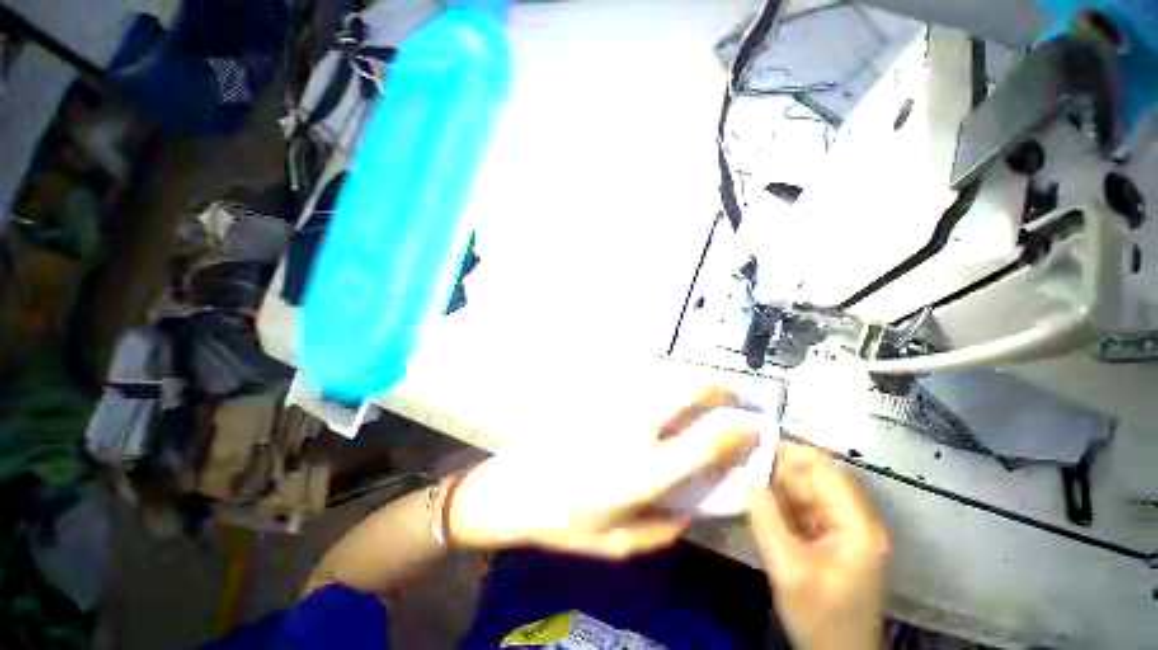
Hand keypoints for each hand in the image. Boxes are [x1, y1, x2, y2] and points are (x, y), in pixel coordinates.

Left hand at [449, 388, 757, 558]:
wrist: (513, 489)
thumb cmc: (563, 524)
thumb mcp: (616, 543)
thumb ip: (660, 529)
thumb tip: (689, 511)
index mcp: (644, 472)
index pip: (703, 443)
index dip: (734, 432)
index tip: (751, 426)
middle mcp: (633, 433)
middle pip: (682, 395)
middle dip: (712, 390)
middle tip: (726, 394)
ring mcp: (611, 411)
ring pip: (657, 385)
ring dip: (683, 386)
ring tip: (696, 392)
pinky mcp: (594, 402)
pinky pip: (631, 388)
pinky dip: (652, 388)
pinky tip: (652, 398)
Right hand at [749, 442, 890, 649]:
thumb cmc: (821, 618)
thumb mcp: (789, 570)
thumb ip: (767, 519)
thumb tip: (746, 476)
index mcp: (857, 523)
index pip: (823, 468)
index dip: (787, 452)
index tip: (750, 447)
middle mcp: (853, 517)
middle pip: (812, 476)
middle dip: (775, 470)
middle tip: (740, 468)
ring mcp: (841, 527)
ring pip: (803, 490)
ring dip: (773, 485)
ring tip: (743, 483)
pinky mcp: (828, 536)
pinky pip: (800, 507)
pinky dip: (777, 502)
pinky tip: (756, 502)